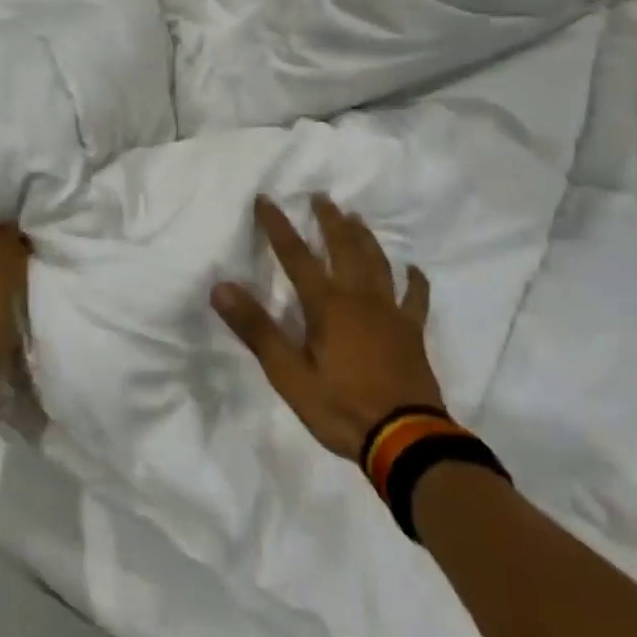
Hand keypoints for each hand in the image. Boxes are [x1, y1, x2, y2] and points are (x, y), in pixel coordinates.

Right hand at [213, 195, 444, 459]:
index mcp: (326, 304)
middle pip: (343, 248)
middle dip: (329, 220)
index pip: (295, 255)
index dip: (278, 225)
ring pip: (377, 263)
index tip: (265, 198)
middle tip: (321, 196)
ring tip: (356, 217)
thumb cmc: (341, 407)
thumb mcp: (288, 374)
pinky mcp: (412, 332)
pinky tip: (413, 269)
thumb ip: (256, 329)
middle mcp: (359, 297)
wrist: (405, 440)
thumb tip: (221, 287)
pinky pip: (415, 299)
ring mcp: (390, 312)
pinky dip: (414, 281)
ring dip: (364, 238)